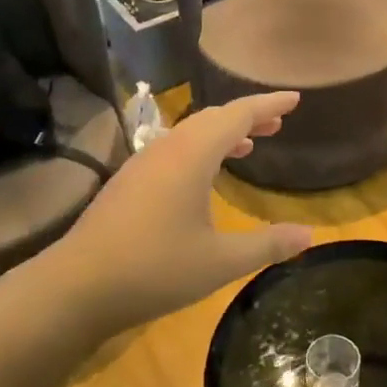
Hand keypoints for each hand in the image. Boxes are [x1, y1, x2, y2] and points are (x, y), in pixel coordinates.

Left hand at [39, 92, 314, 338]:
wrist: (77, 286)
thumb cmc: (155, 269)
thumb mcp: (220, 262)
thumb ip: (267, 245)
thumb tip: (309, 236)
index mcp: (192, 155)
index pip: (237, 115)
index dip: (268, 106)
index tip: (294, 99)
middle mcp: (167, 149)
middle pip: (212, 119)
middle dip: (247, 118)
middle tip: (276, 126)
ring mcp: (142, 164)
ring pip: (190, 134)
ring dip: (222, 135)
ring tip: (249, 147)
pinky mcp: (128, 182)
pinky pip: (173, 150)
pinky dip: (200, 151)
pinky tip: (204, 177)